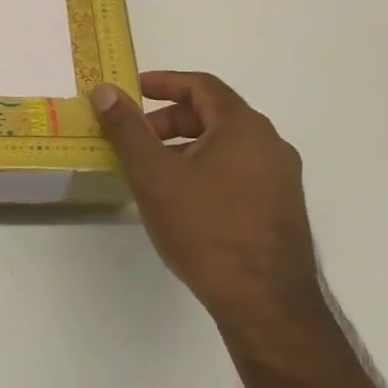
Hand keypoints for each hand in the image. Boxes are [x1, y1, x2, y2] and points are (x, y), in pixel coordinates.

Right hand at [90, 72, 322, 336]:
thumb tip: (105, 90)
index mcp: (244, 127)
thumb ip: (127, 128)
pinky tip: (183, 201)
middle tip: (135, 138)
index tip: (132, 91)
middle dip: (169, 120)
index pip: (201, 85)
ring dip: (185, 147)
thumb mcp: (154, 174)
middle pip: (214, 114)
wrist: (266, 306)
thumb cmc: (205, 229)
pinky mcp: (282, 210)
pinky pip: (238, 171)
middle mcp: (270, 145)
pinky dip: (206, 169)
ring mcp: (281, 179)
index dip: (163, 82)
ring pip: (225, 146)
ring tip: (153, 172)